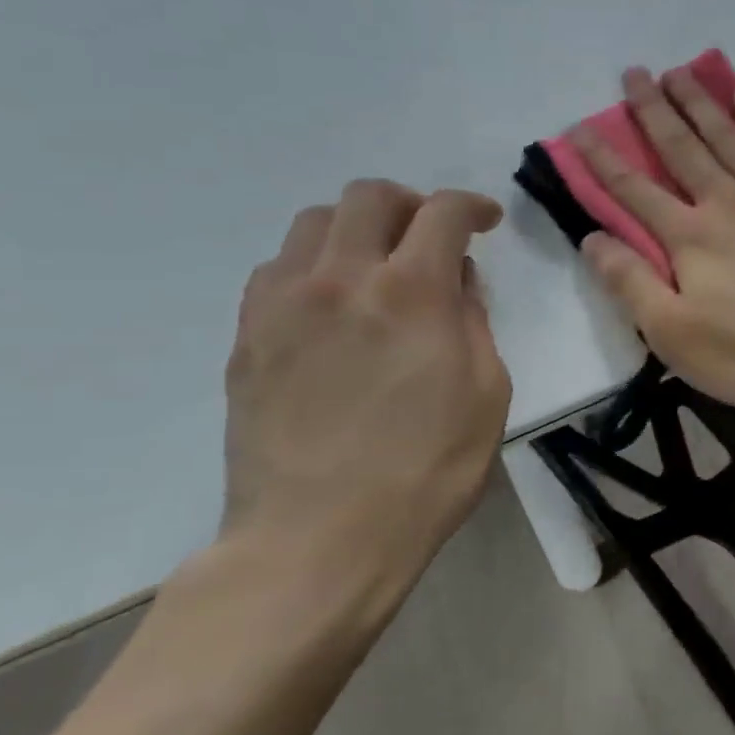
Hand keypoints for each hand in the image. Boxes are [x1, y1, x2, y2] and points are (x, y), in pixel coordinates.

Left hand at [218, 180, 511, 602]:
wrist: (319, 537)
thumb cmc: (427, 470)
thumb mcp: (487, 393)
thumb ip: (473, 322)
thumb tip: (456, 281)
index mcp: (411, 293)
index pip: (442, 213)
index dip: (472, 206)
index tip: (486, 222)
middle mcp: (340, 278)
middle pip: (368, 197)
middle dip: (410, 204)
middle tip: (431, 236)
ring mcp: (282, 304)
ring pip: (313, 224)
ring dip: (357, 229)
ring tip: (377, 267)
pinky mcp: (247, 336)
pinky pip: (276, 269)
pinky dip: (313, 265)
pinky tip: (332, 305)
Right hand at [569, 66, 734, 411]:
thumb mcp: (675, 336)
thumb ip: (631, 283)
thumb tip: (592, 237)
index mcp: (691, 237)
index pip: (633, 189)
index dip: (602, 159)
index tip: (578, 128)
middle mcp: (729, 201)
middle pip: (682, 147)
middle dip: (652, 110)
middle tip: (633, 73)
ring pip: (729, 135)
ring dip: (700, 102)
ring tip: (679, 72)